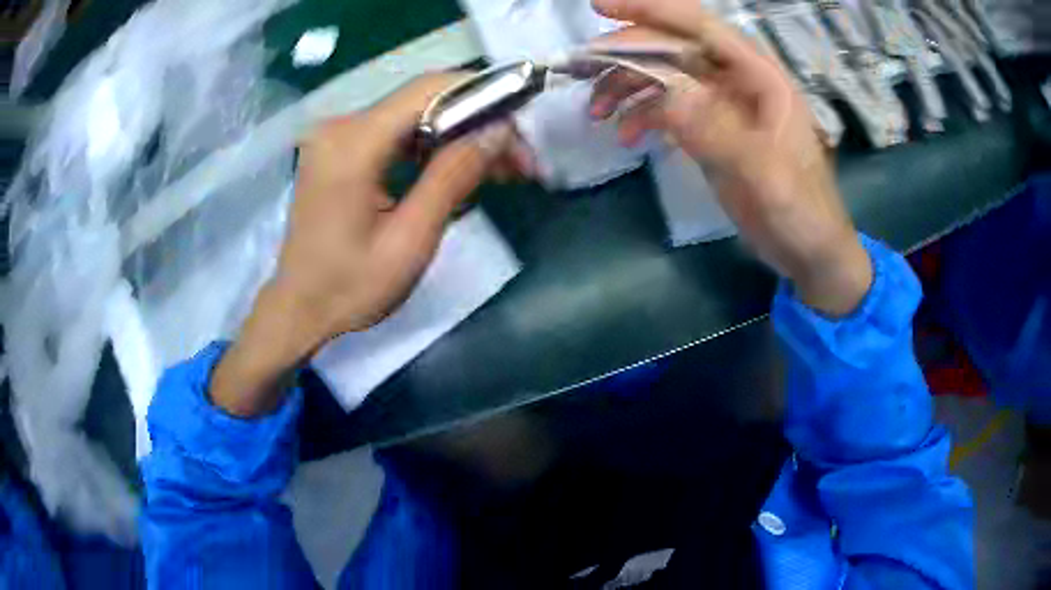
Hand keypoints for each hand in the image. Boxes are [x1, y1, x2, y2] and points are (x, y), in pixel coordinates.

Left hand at [211, 74, 512, 415]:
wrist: (299, 309)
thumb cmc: (350, 287)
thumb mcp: (410, 240)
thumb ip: (453, 177)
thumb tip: (498, 130)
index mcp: (353, 144)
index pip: (427, 89)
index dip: (481, 92)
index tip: (522, 120)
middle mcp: (341, 126)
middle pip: (423, 101)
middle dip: (477, 121)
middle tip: (519, 160)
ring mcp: (337, 136)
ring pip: (414, 116)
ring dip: (459, 135)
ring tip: (500, 169)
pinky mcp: (339, 150)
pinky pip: (396, 133)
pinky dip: (433, 145)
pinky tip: (459, 168)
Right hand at [588, 0, 871, 315]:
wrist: (809, 251)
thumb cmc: (801, 211)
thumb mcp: (766, 177)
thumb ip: (720, 133)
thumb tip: (667, 94)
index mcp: (760, 77)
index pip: (700, 26)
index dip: (651, 11)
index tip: (600, 7)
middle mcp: (738, 82)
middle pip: (674, 48)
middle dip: (627, 53)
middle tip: (583, 69)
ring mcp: (723, 106)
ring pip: (666, 77)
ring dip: (627, 86)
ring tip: (596, 111)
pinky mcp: (711, 131)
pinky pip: (669, 109)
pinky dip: (642, 115)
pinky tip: (626, 135)